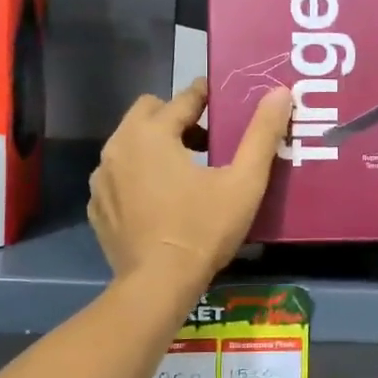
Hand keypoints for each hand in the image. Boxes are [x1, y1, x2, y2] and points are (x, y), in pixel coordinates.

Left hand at [89, 79, 292, 297]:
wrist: (157, 285)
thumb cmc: (203, 229)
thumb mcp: (244, 182)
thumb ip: (262, 134)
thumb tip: (280, 93)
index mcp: (151, 133)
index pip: (182, 99)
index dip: (206, 96)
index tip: (223, 102)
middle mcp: (118, 146)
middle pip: (149, 113)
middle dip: (176, 118)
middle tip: (206, 142)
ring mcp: (102, 178)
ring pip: (130, 143)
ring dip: (155, 146)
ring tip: (184, 171)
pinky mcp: (98, 207)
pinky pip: (118, 176)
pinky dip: (137, 176)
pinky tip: (159, 200)